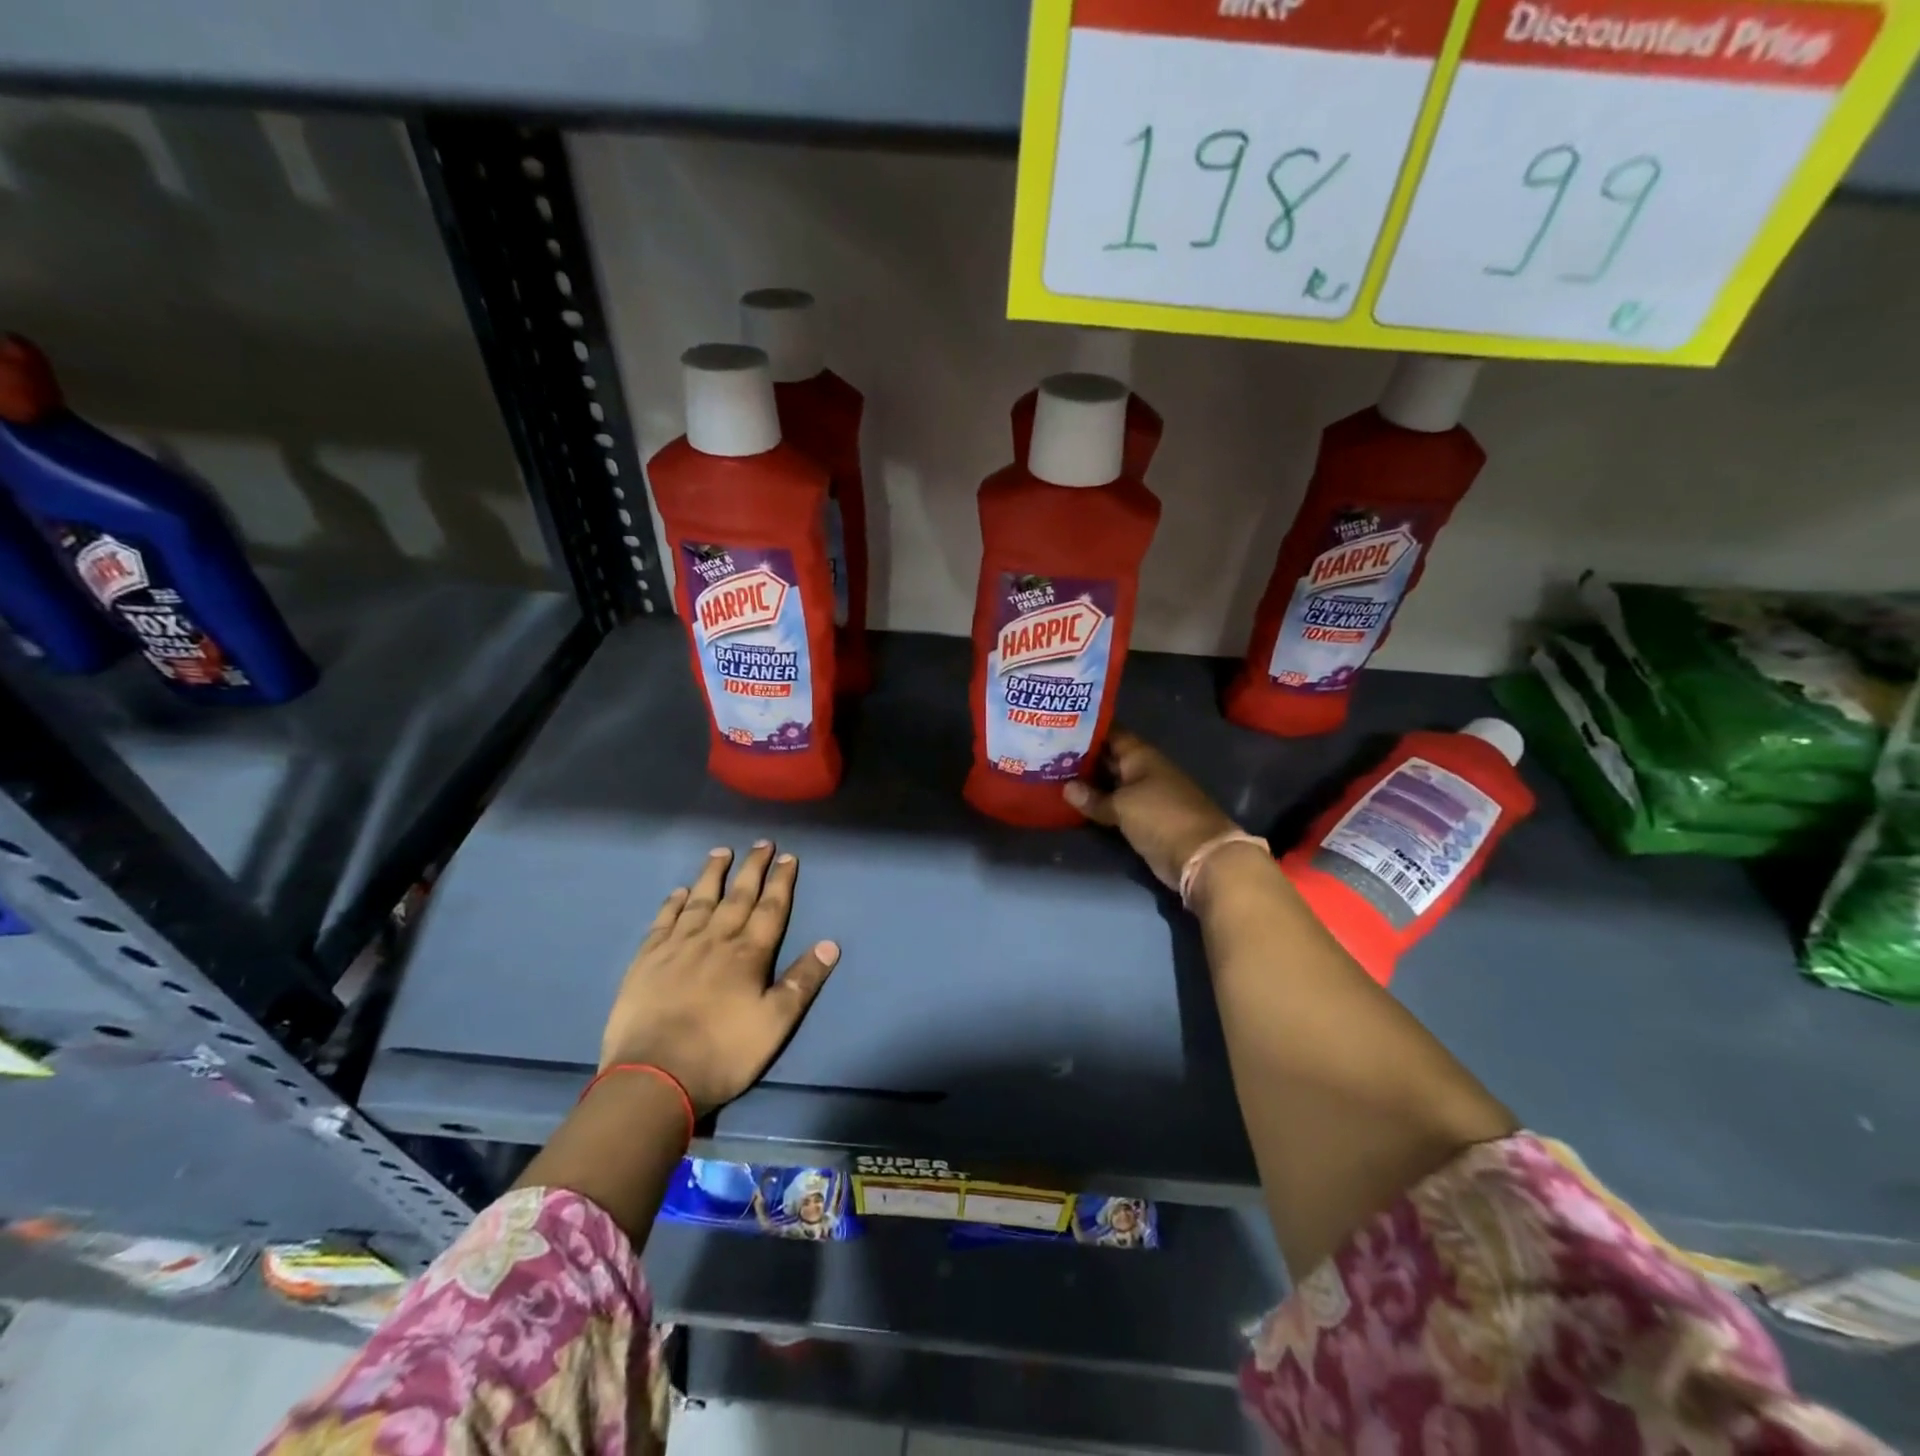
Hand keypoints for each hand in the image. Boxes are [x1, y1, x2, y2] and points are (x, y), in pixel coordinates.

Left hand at [600, 841, 838, 1115]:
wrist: (654, 1077)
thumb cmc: (723, 1053)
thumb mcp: (775, 1024)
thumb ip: (801, 981)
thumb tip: (830, 944)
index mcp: (748, 954)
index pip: (771, 909)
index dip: (781, 882)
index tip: (788, 857)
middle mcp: (715, 940)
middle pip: (738, 896)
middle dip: (752, 868)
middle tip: (761, 843)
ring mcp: (677, 947)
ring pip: (700, 901)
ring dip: (713, 874)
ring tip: (721, 852)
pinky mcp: (646, 961)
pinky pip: (663, 921)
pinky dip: (673, 903)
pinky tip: (679, 891)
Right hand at [1064, 728, 1238, 889]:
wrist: (1198, 855)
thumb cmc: (1160, 817)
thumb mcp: (1122, 805)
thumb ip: (1093, 797)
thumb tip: (1066, 788)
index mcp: (1141, 756)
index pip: (1112, 734)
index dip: (1088, 730)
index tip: (1060, 727)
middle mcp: (1143, 771)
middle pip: (1109, 759)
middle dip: (1082, 757)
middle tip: (1047, 754)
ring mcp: (1144, 795)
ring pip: (1110, 784)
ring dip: (1088, 783)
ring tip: (1052, 776)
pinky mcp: (1143, 819)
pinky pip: (1115, 806)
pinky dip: (1098, 805)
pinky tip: (1074, 804)